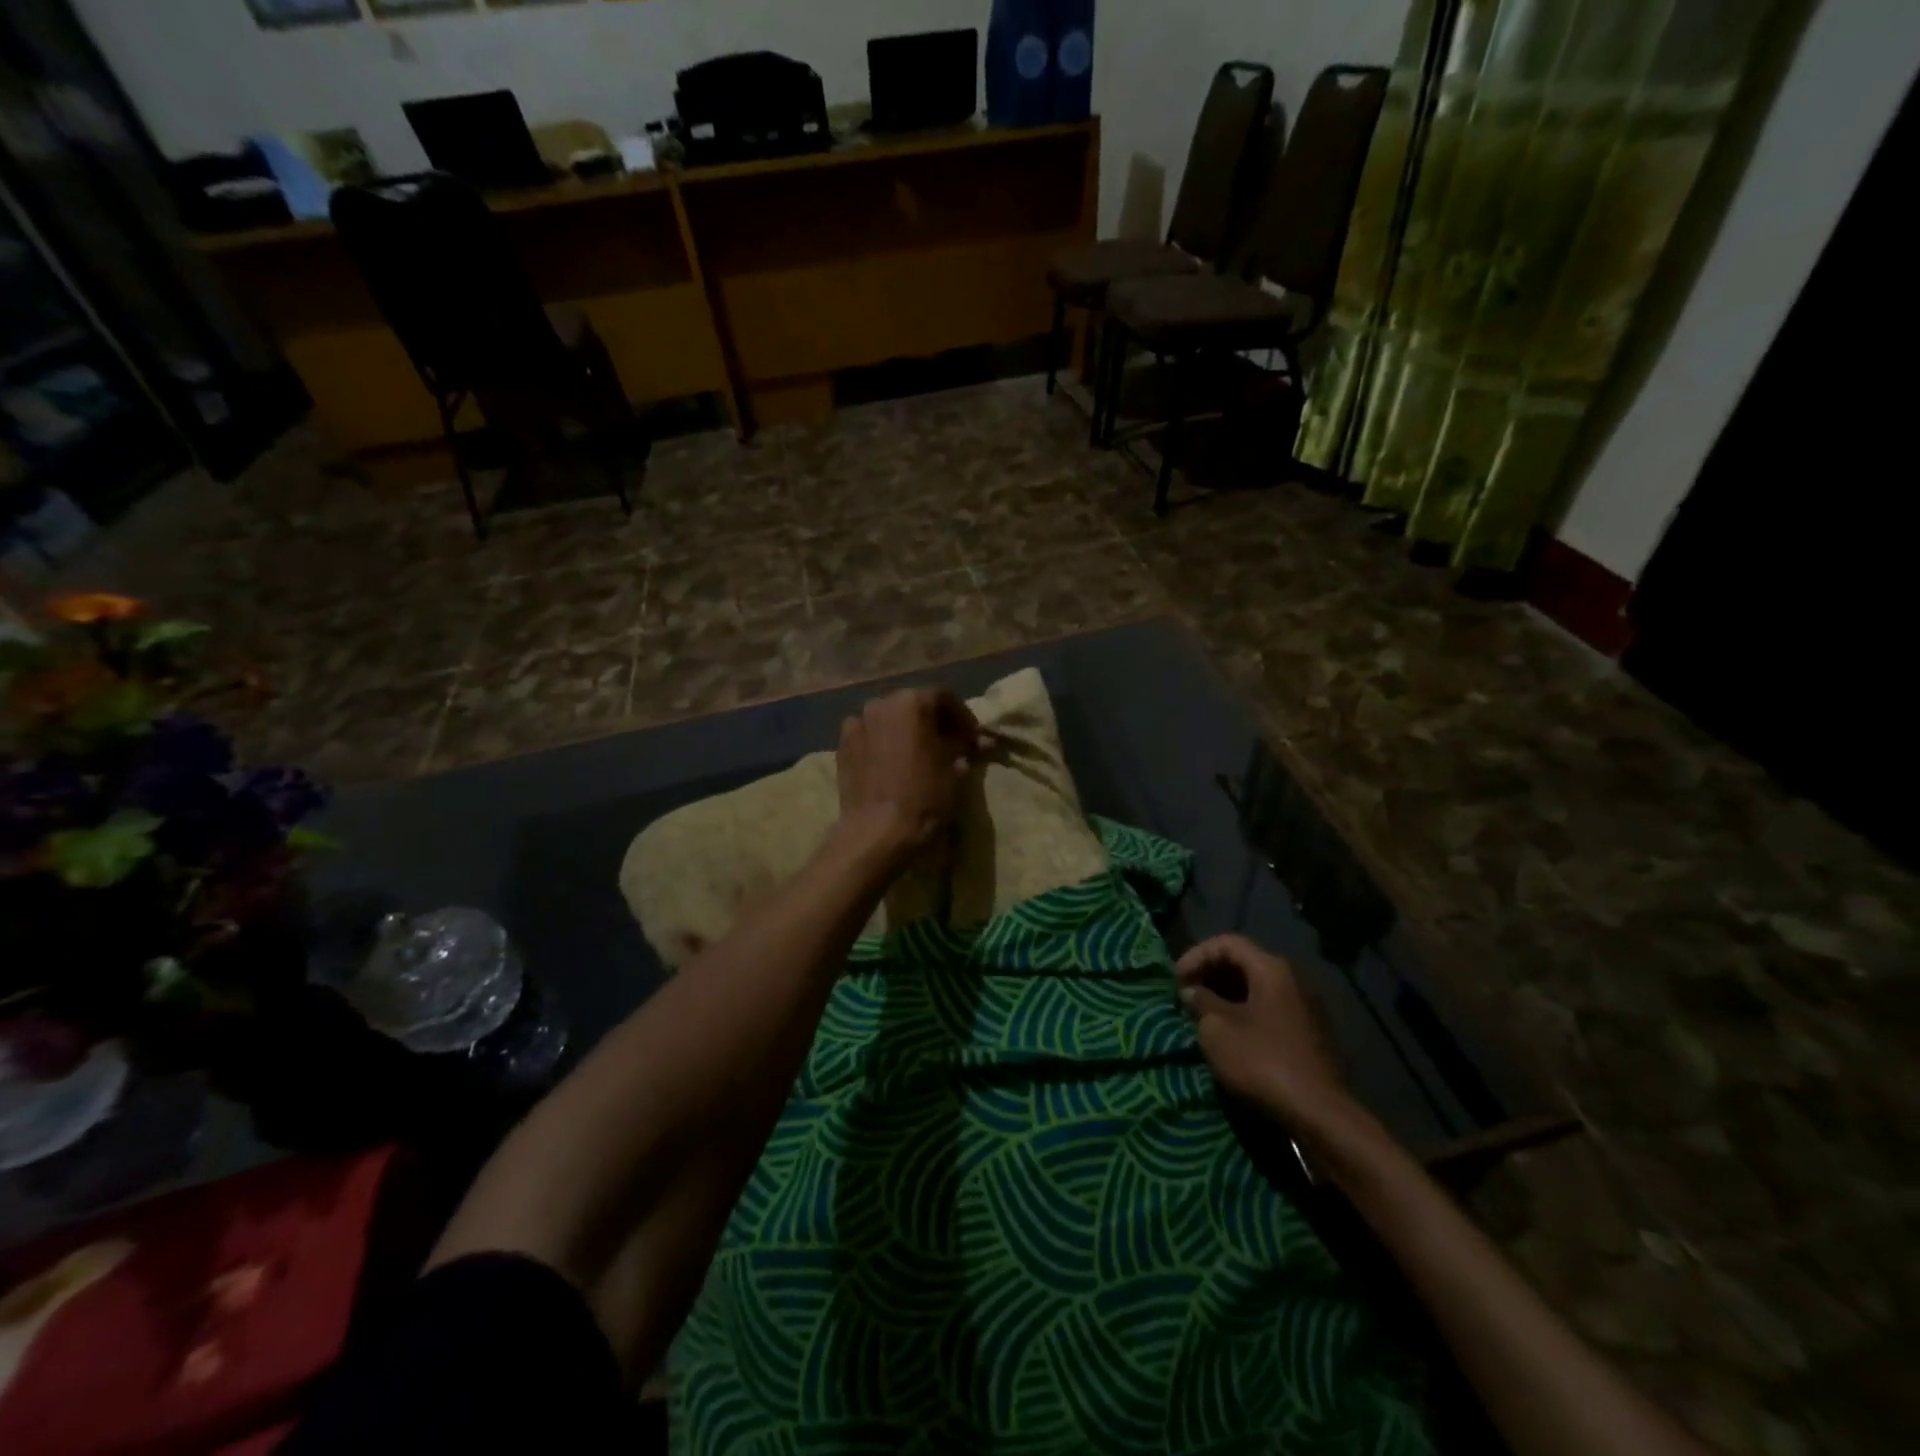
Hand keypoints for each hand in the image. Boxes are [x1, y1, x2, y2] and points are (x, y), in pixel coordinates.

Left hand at [834, 688, 979, 852]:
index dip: (961, 716)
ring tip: (917, 752)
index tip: (971, 736)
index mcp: (912, 702)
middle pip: (913, 704)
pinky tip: (890, 760)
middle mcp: (881, 703)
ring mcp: (857, 722)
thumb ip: (962, 747)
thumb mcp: (953, 769)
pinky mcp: (842, 744)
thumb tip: (975, 742)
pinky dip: (882, 741)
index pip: (943, 697)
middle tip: (947, 742)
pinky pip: (868, 734)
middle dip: (932, 720)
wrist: (877, 830)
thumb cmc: (923, 796)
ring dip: (905, 729)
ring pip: (888, 718)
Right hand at [1177, 935, 1353, 1134]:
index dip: (1196, 955)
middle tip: (1185, 994)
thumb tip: (1191, 991)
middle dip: (1209, 973)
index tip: (1175, 979)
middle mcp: (1292, 979)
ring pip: (1256, 987)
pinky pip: (1268, 1008)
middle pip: (1244, 961)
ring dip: (1225, 994)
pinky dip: (1243, 1011)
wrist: (1318, 1113)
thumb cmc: (1262, 1061)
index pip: (1227, 942)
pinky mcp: (1308, 1033)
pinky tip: (1228, 1033)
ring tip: (1200, 1014)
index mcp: (1271, 969)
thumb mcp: (1217, 1029)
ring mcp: (1304, 1006)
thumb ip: (1200, 1002)